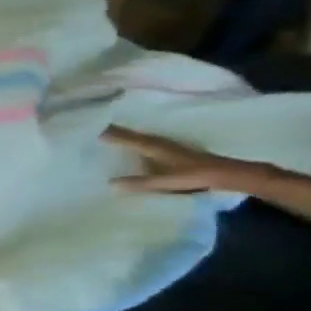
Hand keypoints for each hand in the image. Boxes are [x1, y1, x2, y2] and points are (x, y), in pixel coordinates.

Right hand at [103, 127, 266, 194]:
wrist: (226, 173)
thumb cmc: (194, 175)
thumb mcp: (164, 181)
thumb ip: (138, 182)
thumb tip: (109, 183)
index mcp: (151, 146)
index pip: (122, 136)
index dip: (105, 131)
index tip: (84, 126)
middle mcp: (156, 141)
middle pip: (128, 133)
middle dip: (109, 130)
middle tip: (88, 129)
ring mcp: (164, 144)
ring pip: (136, 137)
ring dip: (121, 135)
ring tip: (103, 136)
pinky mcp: (169, 150)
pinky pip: (143, 142)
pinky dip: (132, 142)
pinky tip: (127, 148)